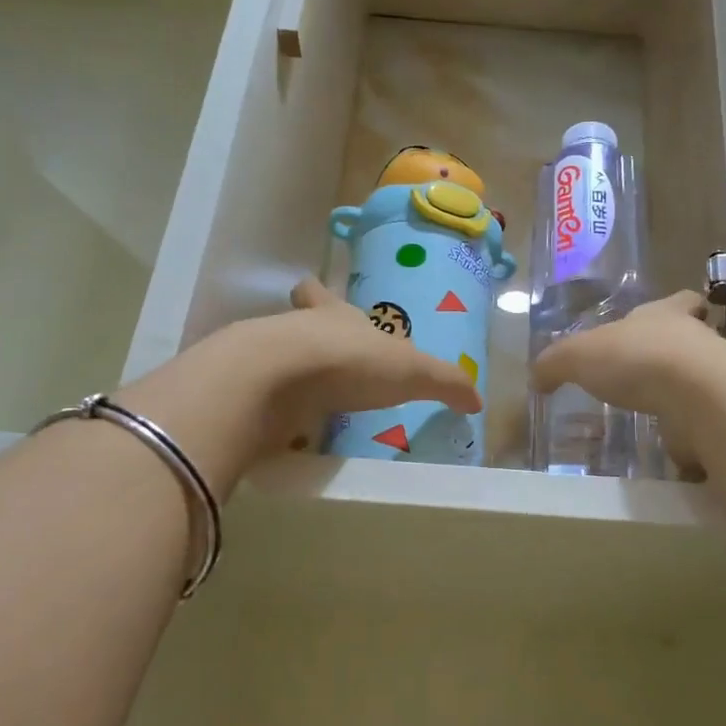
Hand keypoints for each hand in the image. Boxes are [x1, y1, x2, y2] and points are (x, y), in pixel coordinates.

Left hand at [118, 278, 480, 494]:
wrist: (279, 379)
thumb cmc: (352, 361)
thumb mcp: (413, 372)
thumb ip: (446, 384)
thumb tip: (477, 401)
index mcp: (334, 316)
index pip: (321, 295)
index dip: (320, 296)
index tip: (317, 296)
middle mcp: (297, 330)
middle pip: (292, 321)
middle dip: (302, 333)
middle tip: (313, 355)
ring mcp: (266, 360)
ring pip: (275, 358)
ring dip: (290, 374)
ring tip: (307, 400)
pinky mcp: (248, 394)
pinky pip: (262, 399)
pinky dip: (275, 411)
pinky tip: (288, 429)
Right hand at [530, 291, 725, 471]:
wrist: (700, 397)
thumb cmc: (637, 359)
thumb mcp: (578, 356)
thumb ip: (555, 364)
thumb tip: (537, 378)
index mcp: (666, 315)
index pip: (681, 301)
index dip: (678, 306)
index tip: (679, 312)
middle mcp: (696, 341)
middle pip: (692, 339)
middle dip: (675, 352)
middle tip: (651, 371)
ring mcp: (714, 379)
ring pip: (700, 379)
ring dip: (683, 391)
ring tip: (656, 410)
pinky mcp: (720, 416)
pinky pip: (704, 419)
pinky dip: (690, 428)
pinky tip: (670, 439)